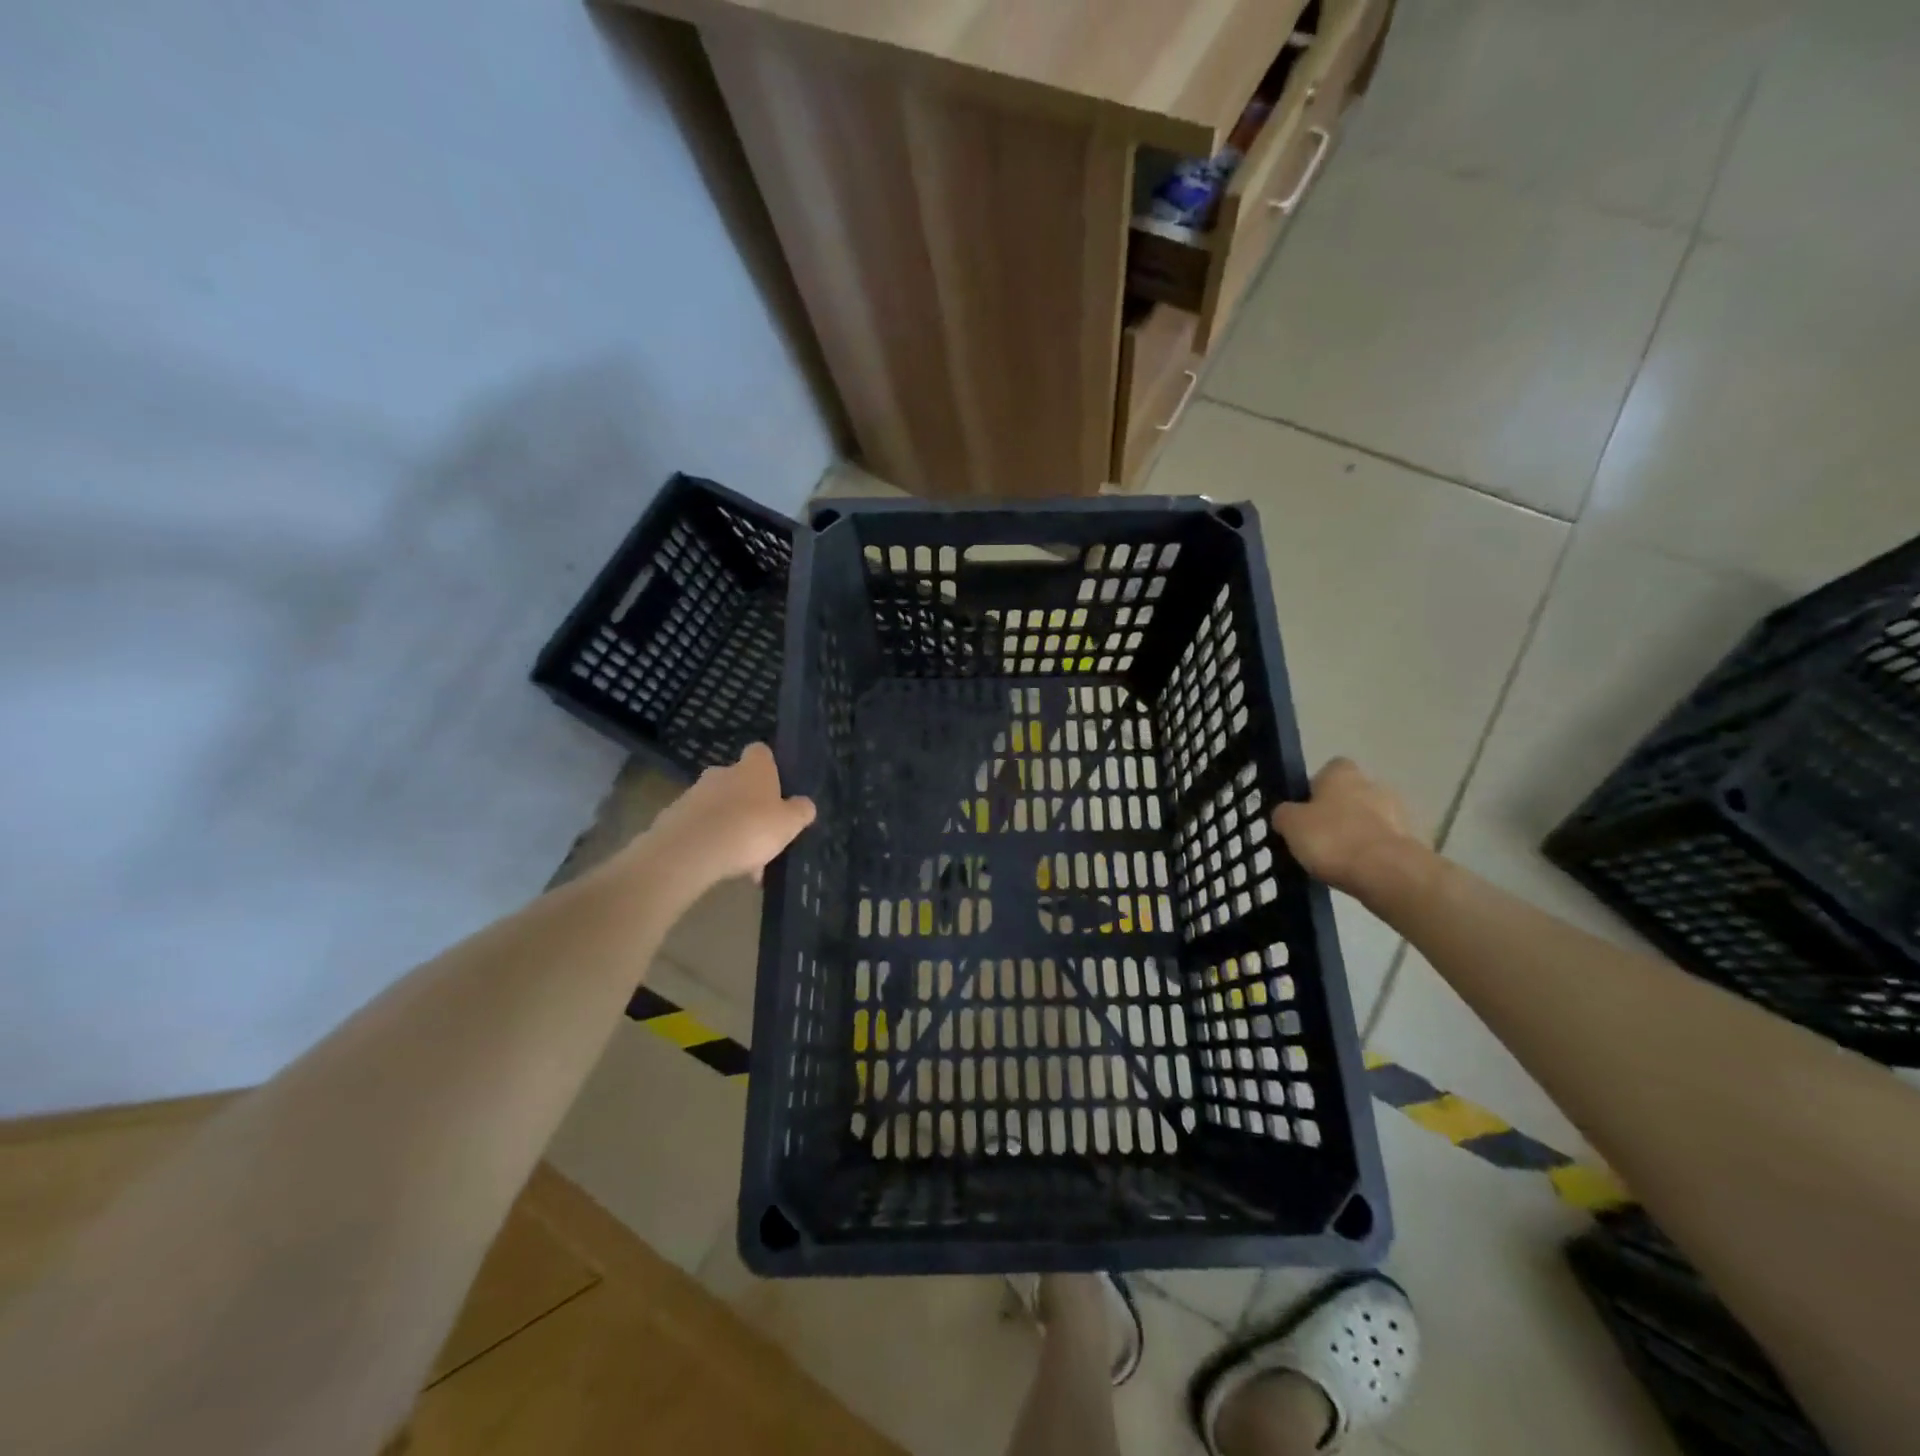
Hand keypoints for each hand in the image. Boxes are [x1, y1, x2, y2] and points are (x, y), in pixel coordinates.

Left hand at [645, 744, 815, 888]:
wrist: (690, 851)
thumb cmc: (750, 828)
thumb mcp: (789, 823)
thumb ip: (800, 811)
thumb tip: (804, 805)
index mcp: (753, 768)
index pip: (761, 752)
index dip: (769, 767)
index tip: (776, 789)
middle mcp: (722, 773)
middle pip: (738, 782)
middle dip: (748, 804)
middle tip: (761, 835)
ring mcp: (694, 794)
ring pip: (719, 808)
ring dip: (730, 828)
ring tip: (742, 863)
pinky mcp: (673, 817)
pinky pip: (699, 827)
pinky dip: (710, 842)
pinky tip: (720, 867)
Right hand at [1271, 758, 1425, 901]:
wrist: (1387, 873)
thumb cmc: (1332, 838)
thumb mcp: (1290, 824)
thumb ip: (1284, 814)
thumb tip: (1285, 812)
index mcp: (1342, 773)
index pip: (1328, 770)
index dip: (1314, 787)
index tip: (1304, 810)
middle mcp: (1372, 784)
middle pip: (1349, 794)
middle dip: (1336, 811)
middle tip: (1316, 836)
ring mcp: (1396, 812)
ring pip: (1367, 818)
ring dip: (1354, 832)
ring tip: (1334, 858)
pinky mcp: (1409, 841)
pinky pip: (1380, 842)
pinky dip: (1369, 852)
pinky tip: (1355, 870)